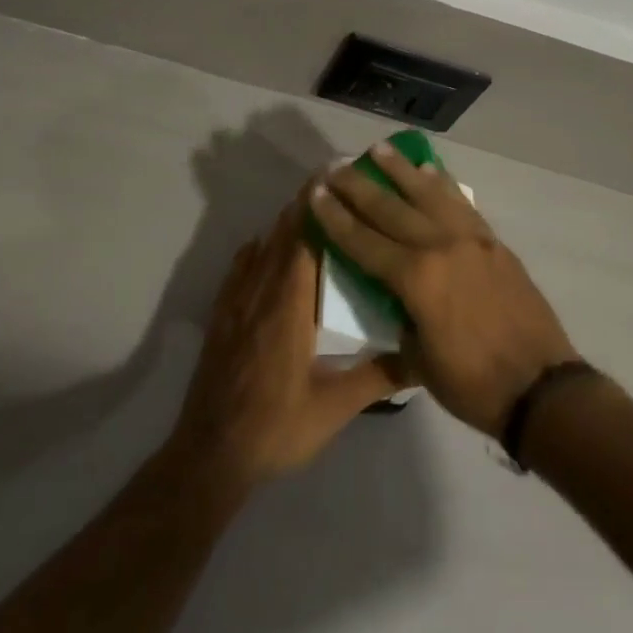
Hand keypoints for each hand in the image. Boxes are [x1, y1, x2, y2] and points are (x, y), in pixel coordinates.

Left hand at [168, 194, 407, 495]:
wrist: (211, 456)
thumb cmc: (277, 428)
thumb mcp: (334, 408)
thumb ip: (378, 377)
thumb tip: (421, 355)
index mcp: (289, 306)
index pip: (303, 238)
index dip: (319, 204)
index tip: (337, 176)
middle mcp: (261, 293)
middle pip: (282, 233)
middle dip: (306, 205)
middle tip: (335, 184)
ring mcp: (236, 303)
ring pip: (261, 248)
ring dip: (284, 224)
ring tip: (310, 208)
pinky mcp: (222, 317)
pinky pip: (239, 268)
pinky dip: (257, 249)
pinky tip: (264, 247)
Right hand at [310, 143, 579, 437]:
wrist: (542, 386)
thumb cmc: (473, 384)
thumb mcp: (419, 361)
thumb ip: (401, 316)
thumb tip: (393, 293)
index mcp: (416, 279)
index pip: (363, 241)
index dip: (335, 217)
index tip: (315, 191)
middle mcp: (440, 246)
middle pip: (390, 208)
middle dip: (358, 185)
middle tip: (336, 165)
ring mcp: (470, 239)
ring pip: (428, 194)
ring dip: (401, 170)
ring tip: (379, 149)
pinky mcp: (493, 241)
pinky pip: (461, 204)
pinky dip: (443, 184)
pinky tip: (431, 170)